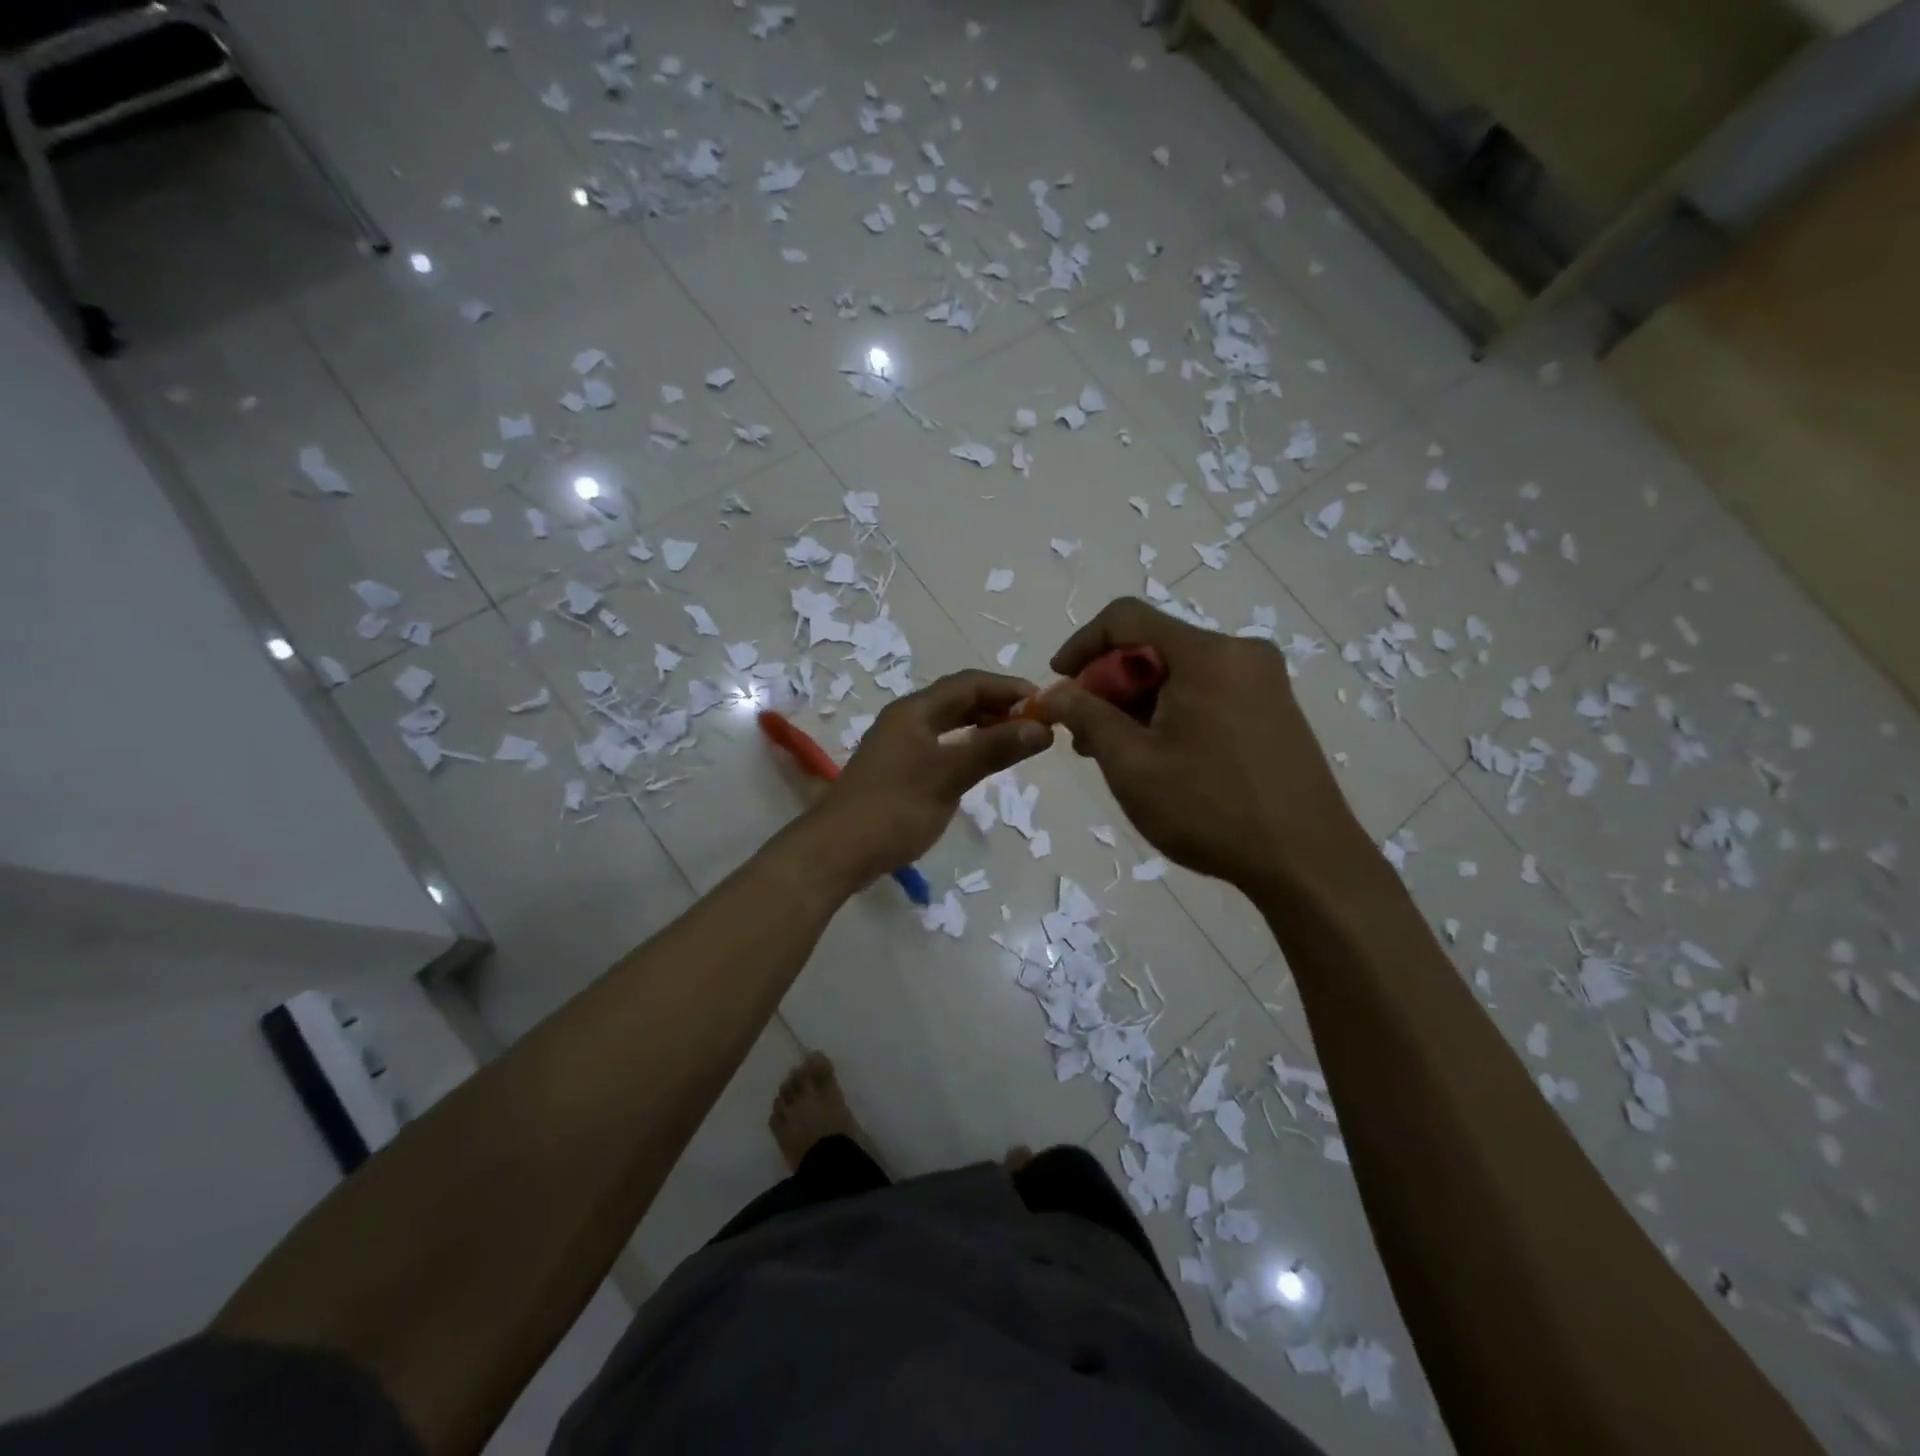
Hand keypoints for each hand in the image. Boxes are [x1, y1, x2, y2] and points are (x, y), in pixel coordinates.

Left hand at [814, 670, 1052, 885]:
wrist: (837, 851)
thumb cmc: (895, 809)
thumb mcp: (949, 776)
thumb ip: (994, 749)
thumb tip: (1041, 728)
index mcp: (915, 710)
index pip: (969, 683)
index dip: (1008, 688)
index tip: (1044, 702)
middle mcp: (905, 718)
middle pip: (958, 699)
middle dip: (997, 705)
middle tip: (1034, 723)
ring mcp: (899, 744)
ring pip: (948, 722)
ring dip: (982, 725)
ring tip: (1015, 740)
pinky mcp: (897, 768)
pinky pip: (940, 743)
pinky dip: (966, 745)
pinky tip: (980, 762)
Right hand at [1035, 598, 1370, 896]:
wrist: (1307, 862)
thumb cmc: (1209, 807)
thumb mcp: (1132, 763)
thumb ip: (1086, 716)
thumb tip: (1052, 693)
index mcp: (1207, 653)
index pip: (1126, 617)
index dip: (1081, 644)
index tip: (1057, 683)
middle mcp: (1240, 653)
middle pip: (1154, 647)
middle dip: (1108, 684)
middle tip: (1082, 733)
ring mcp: (1263, 682)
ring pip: (1179, 674)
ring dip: (1137, 703)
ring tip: (1111, 752)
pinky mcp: (1273, 710)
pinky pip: (1206, 693)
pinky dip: (1170, 713)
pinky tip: (1156, 755)